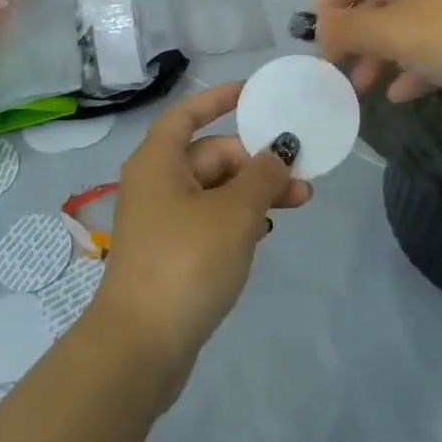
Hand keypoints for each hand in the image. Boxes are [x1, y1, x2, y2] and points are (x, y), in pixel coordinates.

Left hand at [90, 83, 312, 402]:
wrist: (140, 348)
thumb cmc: (186, 262)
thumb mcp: (234, 213)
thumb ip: (262, 175)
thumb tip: (279, 149)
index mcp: (159, 159)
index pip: (189, 113)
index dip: (220, 98)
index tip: (254, 93)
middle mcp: (156, 182)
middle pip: (210, 154)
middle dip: (256, 160)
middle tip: (301, 175)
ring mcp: (161, 220)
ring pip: (214, 190)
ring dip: (254, 191)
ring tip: (300, 202)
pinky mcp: (170, 253)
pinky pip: (209, 219)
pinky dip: (238, 218)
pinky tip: (266, 231)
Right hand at [315, 0, 441, 103]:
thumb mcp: (395, 31)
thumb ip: (349, 29)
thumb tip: (317, 28)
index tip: (314, 31)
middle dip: (356, 33)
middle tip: (335, 65)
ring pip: (407, 25)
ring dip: (380, 54)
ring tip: (360, 87)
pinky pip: (434, 45)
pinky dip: (412, 65)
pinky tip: (397, 94)